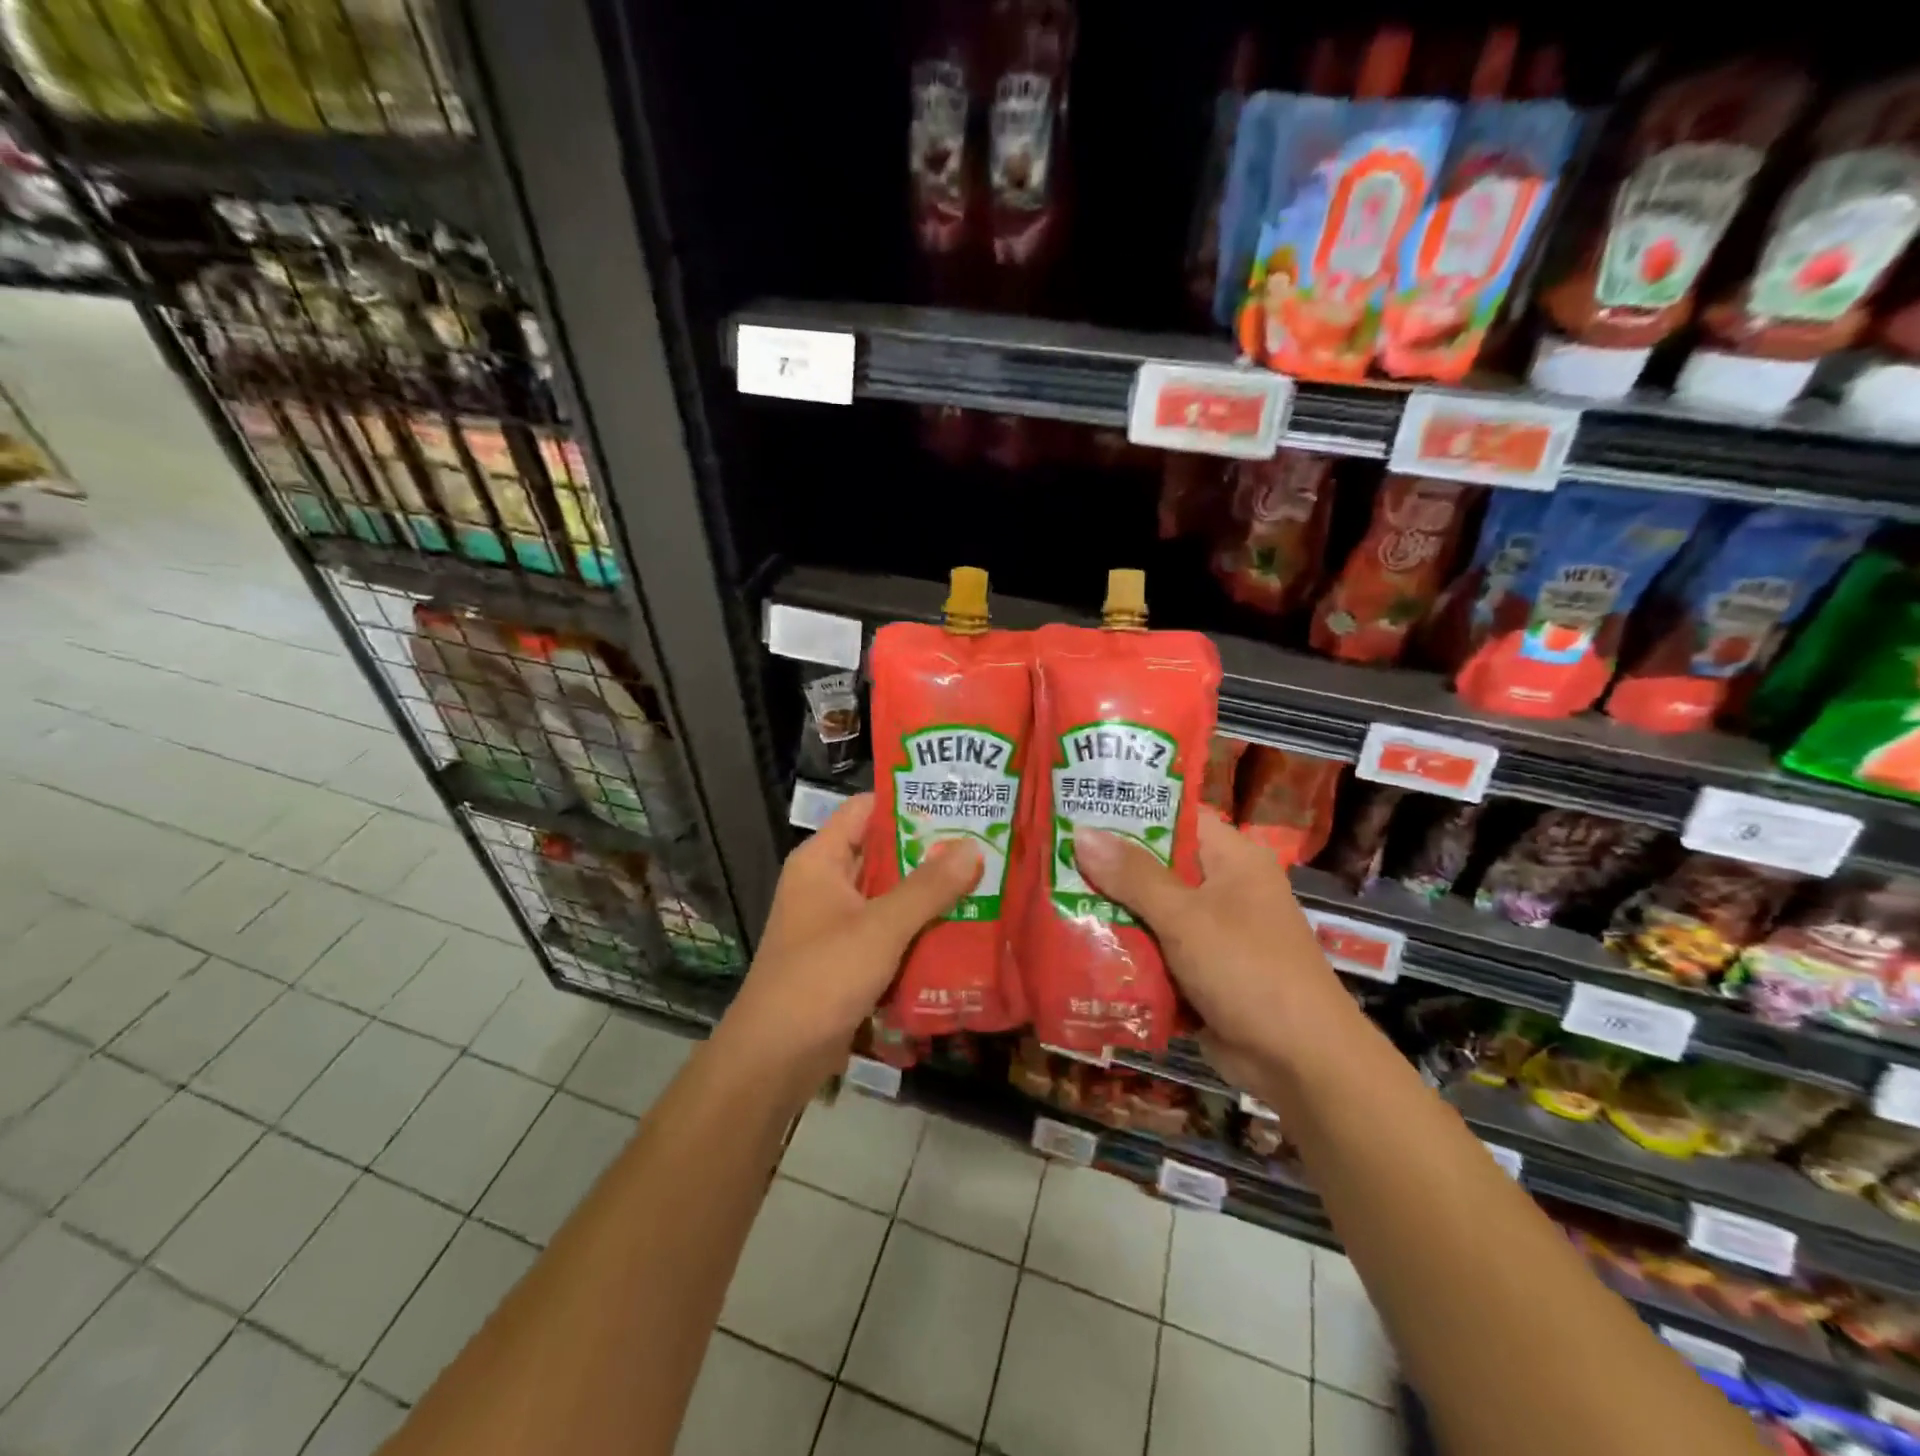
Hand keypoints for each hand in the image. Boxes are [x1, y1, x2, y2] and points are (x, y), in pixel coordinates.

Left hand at [715, 793, 982, 1090]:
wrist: (775, 1058)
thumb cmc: (821, 978)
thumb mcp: (880, 928)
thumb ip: (928, 887)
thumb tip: (973, 846)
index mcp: (822, 859)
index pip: (867, 809)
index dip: (909, 801)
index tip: (958, 800)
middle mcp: (827, 882)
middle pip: (884, 852)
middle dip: (931, 851)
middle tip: (985, 842)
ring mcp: (836, 921)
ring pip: (890, 893)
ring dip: (930, 892)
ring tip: (985, 879)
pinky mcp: (848, 956)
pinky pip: (889, 929)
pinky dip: (919, 927)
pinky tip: (963, 927)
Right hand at [1071, 812, 1356, 1077]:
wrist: (1300, 1064)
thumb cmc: (1249, 972)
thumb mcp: (1186, 918)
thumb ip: (1133, 876)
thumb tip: (1081, 832)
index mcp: (1231, 858)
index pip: (1174, 814)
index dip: (1127, 808)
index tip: (1076, 805)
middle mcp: (1222, 886)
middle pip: (1155, 863)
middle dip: (1107, 864)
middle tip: (1050, 853)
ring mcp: (1211, 930)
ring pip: (1149, 908)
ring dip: (1110, 908)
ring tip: (1050, 893)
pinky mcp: (1200, 969)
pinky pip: (1154, 946)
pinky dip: (1124, 946)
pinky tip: (1076, 940)